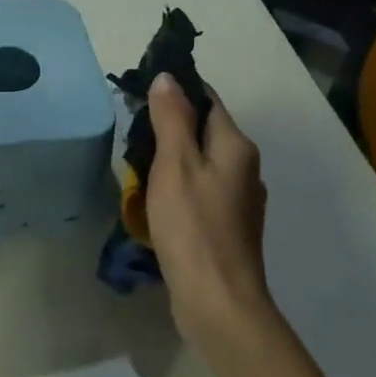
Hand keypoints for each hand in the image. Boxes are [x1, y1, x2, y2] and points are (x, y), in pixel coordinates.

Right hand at [144, 73, 276, 350]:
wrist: (217, 299)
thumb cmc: (193, 226)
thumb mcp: (175, 164)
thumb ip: (172, 118)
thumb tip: (169, 77)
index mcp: (235, 146)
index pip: (208, 99)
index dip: (177, 89)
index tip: (142, 87)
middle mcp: (244, 167)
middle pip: (205, 130)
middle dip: (170, 123)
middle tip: (131, 127)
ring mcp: (238, 199)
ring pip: (201, 161)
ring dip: (172, 155)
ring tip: (136, 160)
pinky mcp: (227, 225)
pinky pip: (200, 189)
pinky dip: (178, 184)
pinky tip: (156, 197)